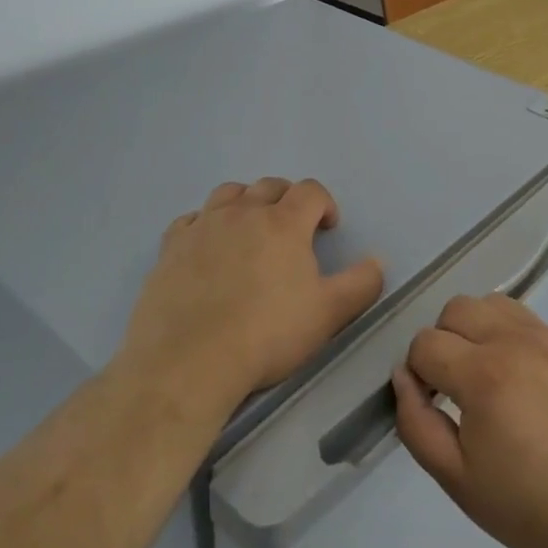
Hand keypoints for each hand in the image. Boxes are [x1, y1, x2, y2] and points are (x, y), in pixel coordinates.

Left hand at [125, 178, 384, 405]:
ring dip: (245, 202)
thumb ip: (361, 283)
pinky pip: (190, 220)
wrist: (189, 361)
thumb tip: (377, 261)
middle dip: (287, 199)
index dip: (324, 204)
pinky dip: (204, 224)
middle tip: (293, 229)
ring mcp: (203, 227)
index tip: (327, 228)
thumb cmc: (267, 335)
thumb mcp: (329, 314)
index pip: (310, 191)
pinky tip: (207, 247)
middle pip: (270, 186)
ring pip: (228, 193)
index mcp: (284, 222)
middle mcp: (243, 213)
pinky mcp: (170, 248)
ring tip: (249, 229)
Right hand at [392, 294, 547, 547]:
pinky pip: (524, 316)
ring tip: (485, 374)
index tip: (432, 405)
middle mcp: (513, 341)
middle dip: (443, 342)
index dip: (417, 373)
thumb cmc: (530, 508)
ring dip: (475, 329)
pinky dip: (506, 332)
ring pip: (490, 303)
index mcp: (483, 374)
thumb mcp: (458, 480)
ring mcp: (546, 338)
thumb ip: (417, 424)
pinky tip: (517, 375)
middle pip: (455, 309)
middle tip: (454, 388)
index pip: (426, 343)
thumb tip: (402, 377)